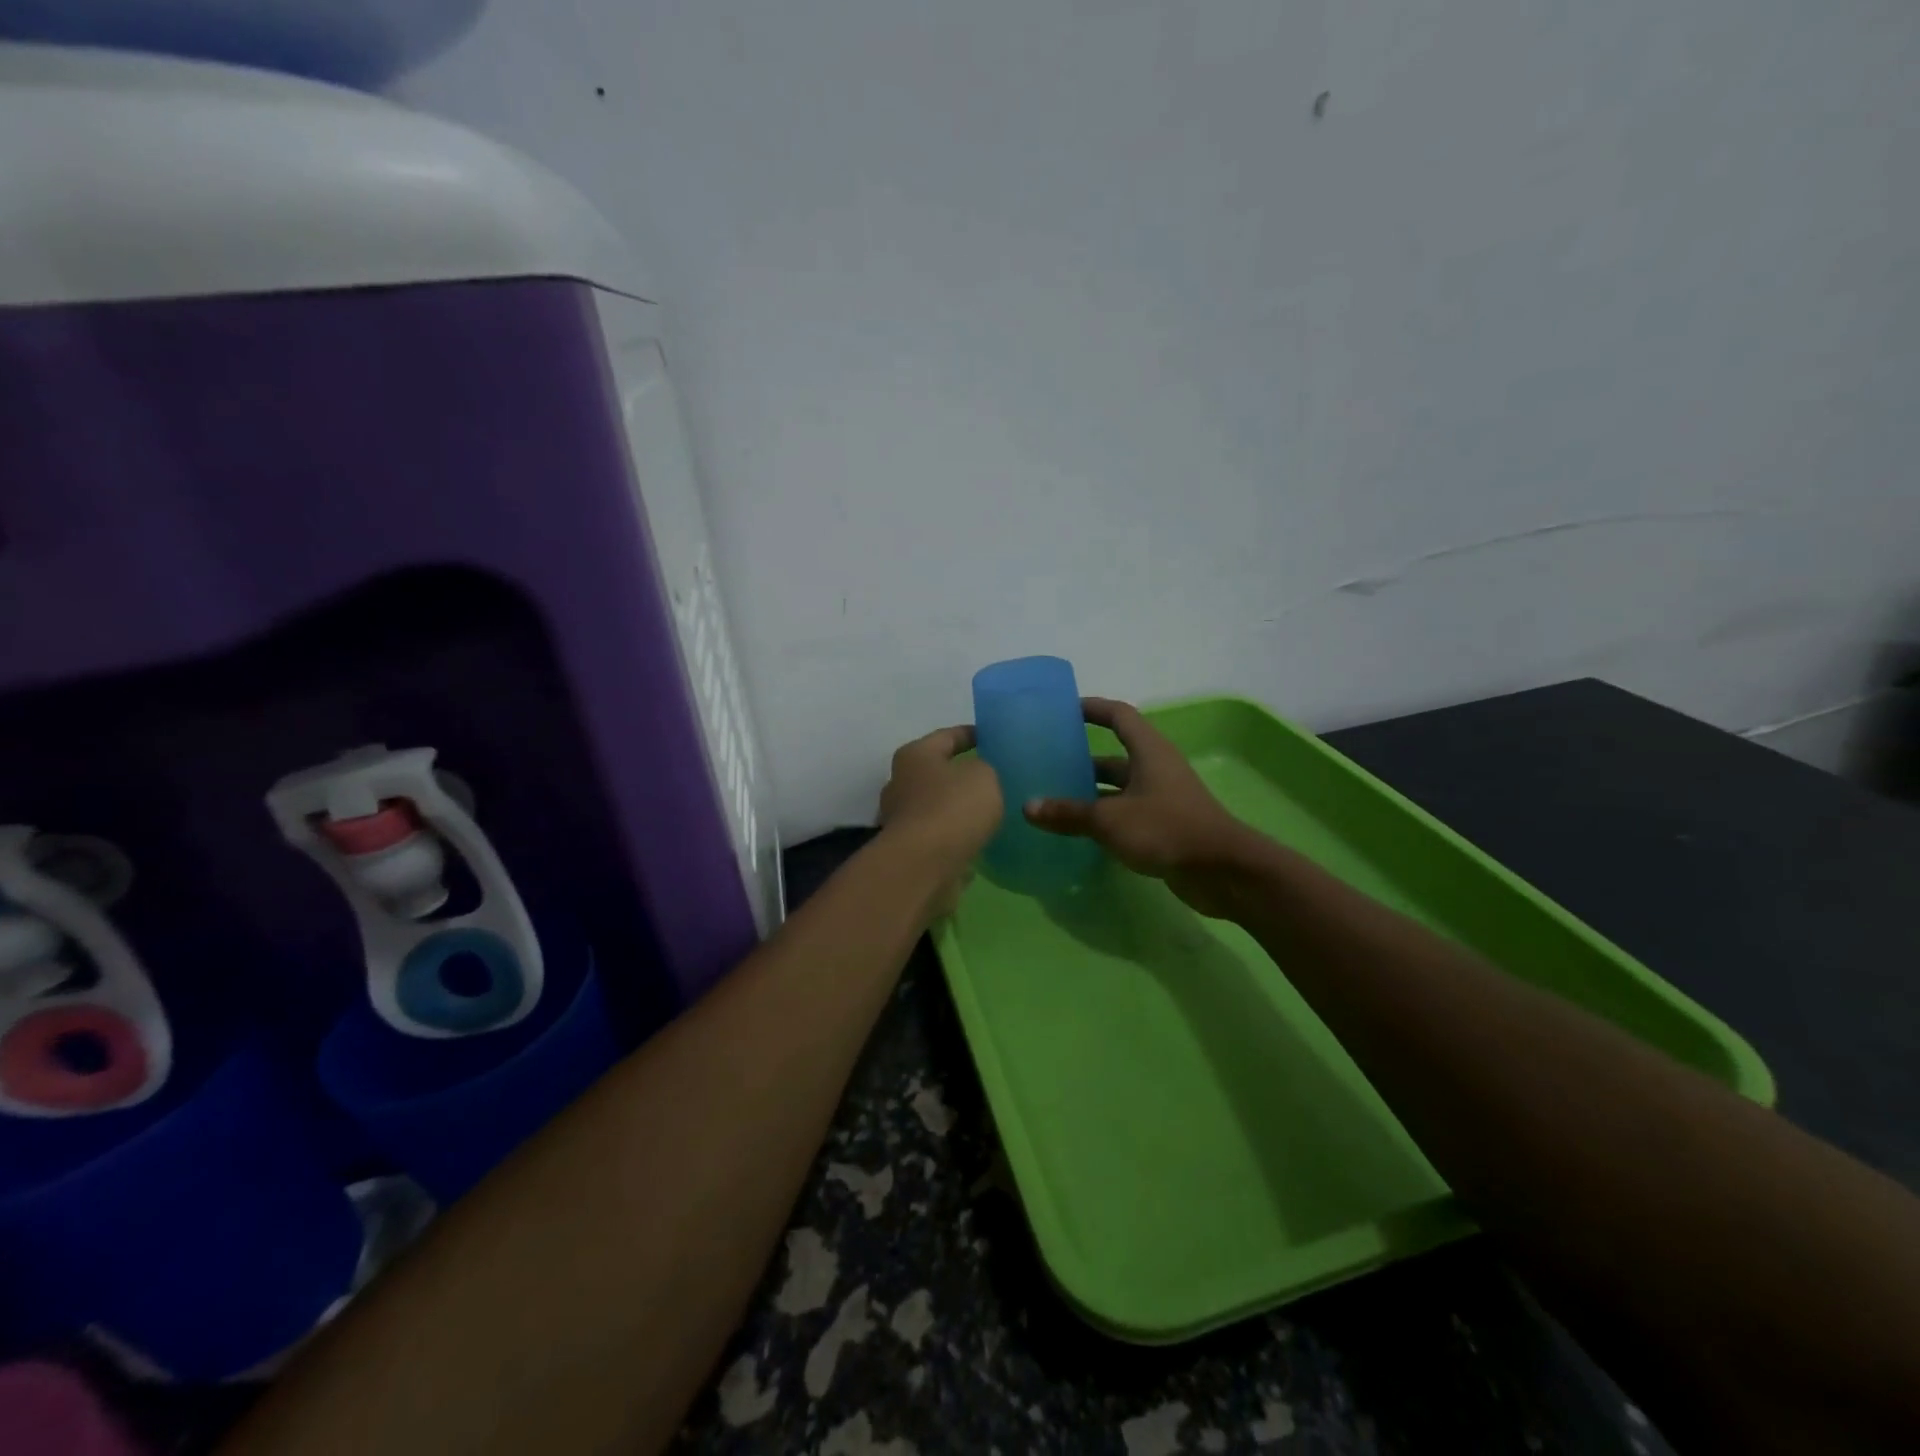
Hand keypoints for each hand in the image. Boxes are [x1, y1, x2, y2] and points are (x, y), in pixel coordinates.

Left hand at [878, 726, 1003, 915]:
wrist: (923, 866)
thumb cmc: (952, 808)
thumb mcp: (983, 776)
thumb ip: (984, 769)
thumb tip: (975, 778)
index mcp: (915, 756)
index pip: (946, 736)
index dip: (970, 734)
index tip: (991, 737)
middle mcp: (900, 783)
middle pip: (935, 772)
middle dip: (960, 774)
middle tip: (992, 777)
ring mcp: (901, 819)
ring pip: (936, 806)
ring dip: (957, 809)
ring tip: (988, 811)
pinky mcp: (908, 850)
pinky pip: (938, 836)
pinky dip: (955, 837)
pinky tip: (977, 841)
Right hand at [1024, 698, 1256, 917]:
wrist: (1222, 871)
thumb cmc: (1166, 829)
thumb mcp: (1110, 819)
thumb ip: (1068, 813)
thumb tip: (1028, 807)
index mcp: (1148, 751)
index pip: (1119, 716)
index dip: (1092, 708)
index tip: (1063, 710)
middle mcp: (1156, 768)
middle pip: (1115, 755)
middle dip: (1082, 757)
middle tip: (1047, 762)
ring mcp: (1162, 798)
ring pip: (1119, 788)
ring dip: (1091, 792)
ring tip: (1053, 798)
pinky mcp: (1164, 825)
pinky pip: (1126, 813)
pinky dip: (1104, 817)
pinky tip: (1078, 830)